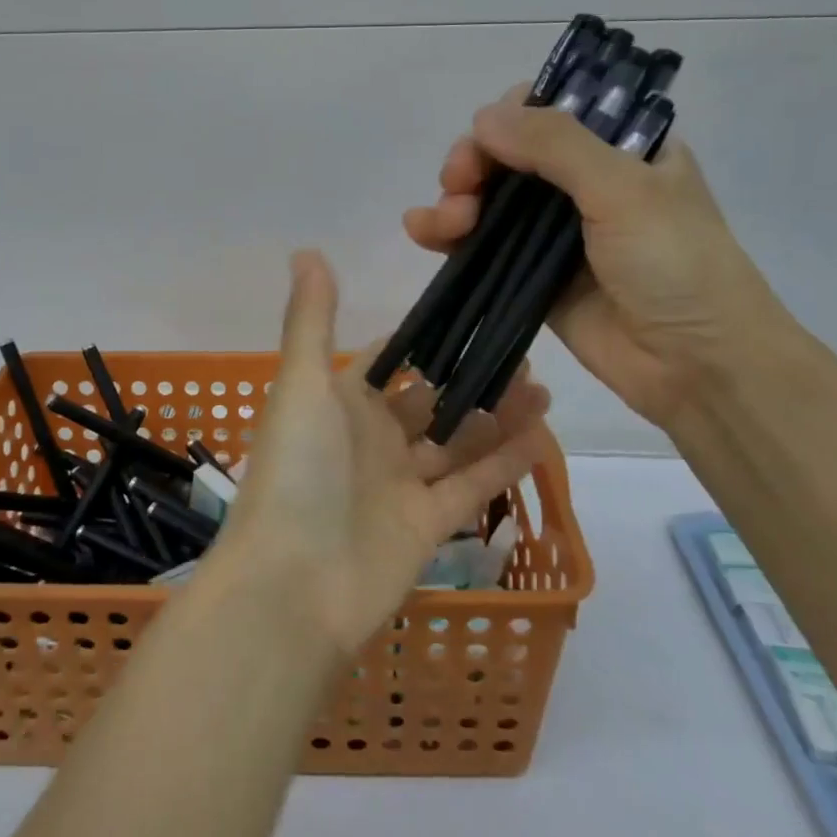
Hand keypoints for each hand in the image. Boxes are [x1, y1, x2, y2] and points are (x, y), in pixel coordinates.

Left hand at [212, 250, 552, 656]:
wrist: (292, 587)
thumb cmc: (297, 471)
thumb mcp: (302, 384)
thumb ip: (311, 319)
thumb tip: (307, 249)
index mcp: (341, 402)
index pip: (389, 360)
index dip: (426, 338)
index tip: (472, 309)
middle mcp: (372, 438)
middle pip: (432, 399)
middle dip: (471, 376)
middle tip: (523, 349)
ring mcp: (400, 484)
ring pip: (458, 440)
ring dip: (496, 415)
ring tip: (543, 386)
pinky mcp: (428, 526)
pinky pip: (473, 486)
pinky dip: (505, 463)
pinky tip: (544, 435)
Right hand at [403, 88, 791, 428]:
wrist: (698, 367)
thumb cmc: (676, 265)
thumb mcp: (624, 188)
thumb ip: (554, 145)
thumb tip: (482, 117)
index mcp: (621, 147)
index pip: (551, 110)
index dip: (510, 117)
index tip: (489, 139)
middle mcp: (586, 182)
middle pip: (509, 153)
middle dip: (474, 162)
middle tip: (460, 184)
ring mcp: (556, 232)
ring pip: (489, 198)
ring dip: (456, 198)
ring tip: (447, 222)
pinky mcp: (532, 275)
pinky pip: (483, 244)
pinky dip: (447, 234)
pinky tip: (421, 231)